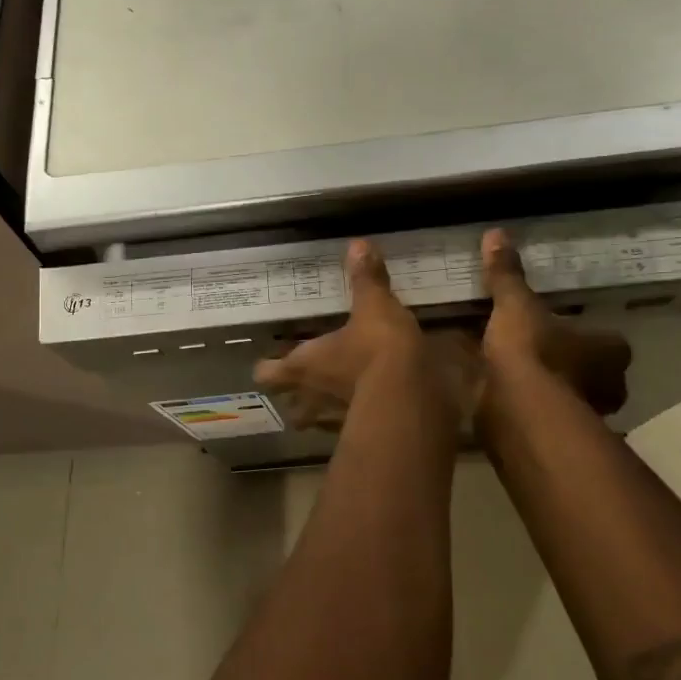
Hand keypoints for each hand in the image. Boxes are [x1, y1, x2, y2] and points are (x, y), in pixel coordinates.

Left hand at [254, 240, 464, 429]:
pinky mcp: (366, 436)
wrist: (411, 398)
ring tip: (338, 397)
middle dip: (295, 399)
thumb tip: (358, 244)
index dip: (268, 368)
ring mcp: (336, 424)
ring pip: (317, 425)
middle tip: (305, 384)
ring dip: (324, 414)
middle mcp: (312, 398)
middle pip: (290, 408)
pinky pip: (354, 429)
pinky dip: (359, 420)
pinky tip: (373, 408)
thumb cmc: (377, 350)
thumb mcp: (374, 307)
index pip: (268, 374)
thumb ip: (366, 280)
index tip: (271, 363)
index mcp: (304, 365)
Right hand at [480, 227, 631, 415]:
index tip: (560, 327)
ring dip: (540, 382)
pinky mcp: (549, 433)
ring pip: (561, 392)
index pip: (608, 340)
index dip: (586, 333)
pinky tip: (491, 387)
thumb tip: (496, 233)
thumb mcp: (516, 305)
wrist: (517, 411)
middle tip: (534, 346)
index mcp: (611, 351)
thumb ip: (507, 275)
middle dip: (564, 362)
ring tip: (507, 365)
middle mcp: (605, 386)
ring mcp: (578, 414)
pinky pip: (534, 408)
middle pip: (587, 369)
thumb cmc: (533, 352)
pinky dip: (518, 399)